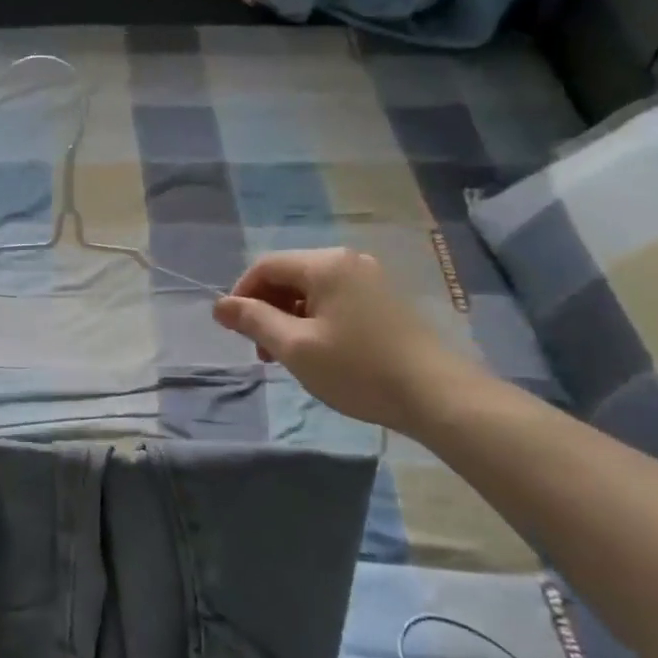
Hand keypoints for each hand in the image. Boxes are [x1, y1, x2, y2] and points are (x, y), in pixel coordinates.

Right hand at [211, 248, 486, 437]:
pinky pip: (335, 300)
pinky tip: (319, 352)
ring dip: (289, 318)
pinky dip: (315, 320)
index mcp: (325, 264)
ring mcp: (371, 279)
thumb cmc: (358, 369)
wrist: (438, 396)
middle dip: (266, 309)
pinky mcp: (385, 301)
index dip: (241, 295)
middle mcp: (348, 261)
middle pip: (288, 275)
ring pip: (311, 290)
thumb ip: (253, 320)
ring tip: (288, 357)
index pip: (265, 266)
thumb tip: (219, 305)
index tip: (235, 331)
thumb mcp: (295, 347)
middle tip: (262, 351)